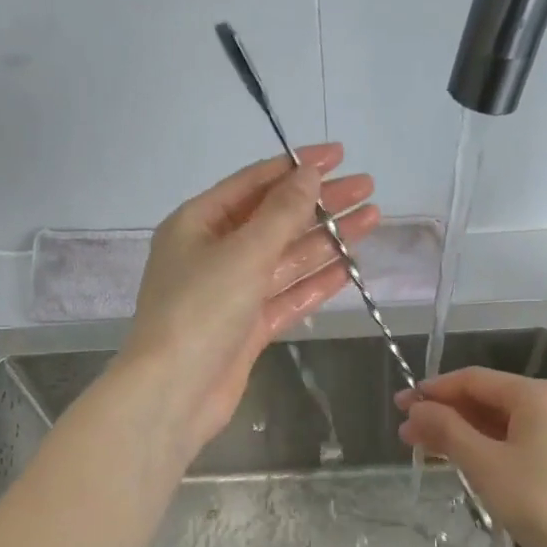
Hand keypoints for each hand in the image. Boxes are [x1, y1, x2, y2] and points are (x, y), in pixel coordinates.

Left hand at [120, 143, 379, 449]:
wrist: (174, 392)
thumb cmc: (200, 310)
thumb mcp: (243, 252)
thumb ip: (282, 213)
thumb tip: (310, 174)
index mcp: (198, 223)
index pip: (254, 183)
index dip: (297, 167)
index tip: (339, 155)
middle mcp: (215, 253)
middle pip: (276, 220)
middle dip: (321, 203)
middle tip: (368, 188)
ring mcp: (233, 293)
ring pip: (287, 259)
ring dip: (327, 240)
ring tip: (372, 219)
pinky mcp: (249, 328)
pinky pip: (288, 295)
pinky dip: (318, 281)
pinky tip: (351, 266)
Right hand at [395, 367, 546, 546]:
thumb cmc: (538, 500)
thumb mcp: (484, 464)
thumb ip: (448, 430)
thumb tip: (417, 409)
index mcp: (537, 395)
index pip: (474, 380)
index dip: (434, 390)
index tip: (401, 405)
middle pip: (489, 400)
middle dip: (446, 415)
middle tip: (408, 433)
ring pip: (505, 424)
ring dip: (465, 433)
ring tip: (428, 449)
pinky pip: (522, 442)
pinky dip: (491, 447)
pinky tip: (467, 462)